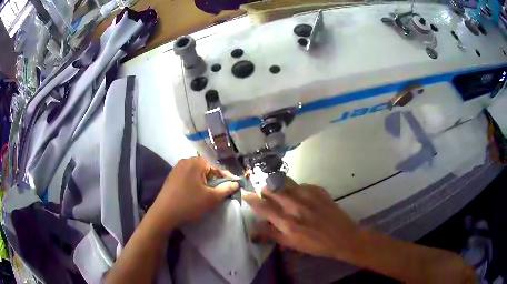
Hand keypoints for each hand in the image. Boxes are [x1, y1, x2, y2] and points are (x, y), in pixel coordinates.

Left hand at [150, 157, 238, 231]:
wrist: (164, 213)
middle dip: (215, 180)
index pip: (217, 167)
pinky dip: (195, 183)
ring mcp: (177, 168)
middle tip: (221, 193)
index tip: (234, 187)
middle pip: (207, 169)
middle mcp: (186, 160)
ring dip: (205, 182)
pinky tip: (196, 194)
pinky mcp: (172, 176)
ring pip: (197, 173)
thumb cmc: (190, 203)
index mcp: (197, 162)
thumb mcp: (212, 198)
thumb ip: (226, 189)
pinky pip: (188, 177)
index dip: (227, 178)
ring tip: (209, 194)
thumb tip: (236, 184)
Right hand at [243, 178, 361, 260]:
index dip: (252, 200)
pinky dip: (295, 188)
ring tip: (279, 190)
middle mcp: (296, 206)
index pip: (264, 207)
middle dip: (265, 190)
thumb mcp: (293, 244)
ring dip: (278, 185)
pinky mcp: (319, 190)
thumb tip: (255, 230)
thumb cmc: (317, 245)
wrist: (344, 237)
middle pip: (273, 189)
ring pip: (285, 182)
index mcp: (288, 223)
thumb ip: (273, 235)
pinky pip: (301, 184)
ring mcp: (309, 196)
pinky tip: (299, 195)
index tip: (246, 194)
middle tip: (265, 194)